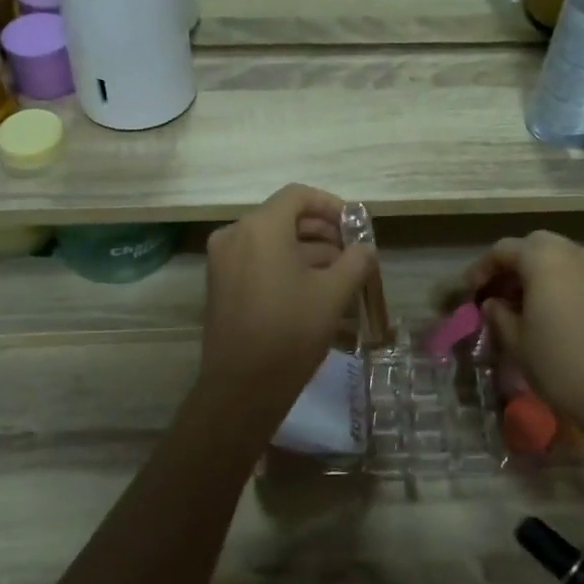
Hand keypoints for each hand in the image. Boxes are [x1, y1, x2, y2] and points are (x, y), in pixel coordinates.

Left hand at [198, 185, 374, 422]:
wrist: (242, 387)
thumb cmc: (291, 332)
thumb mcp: (334, 294)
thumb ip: (356, 261)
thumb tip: (364, 249)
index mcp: (260, 228)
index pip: (299, 196)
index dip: (331, 205)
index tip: (355, 227)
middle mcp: (235, 235)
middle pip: (284, 217)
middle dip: (322, 232)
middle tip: (352, 254)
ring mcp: (222, 260)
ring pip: (271, 241)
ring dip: (306, 251)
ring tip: (339, 276)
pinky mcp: (220, 284)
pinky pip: (257, 260)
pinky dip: (284, 266)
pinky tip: (312, 290)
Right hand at [463, 231, 583, 432]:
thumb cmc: (556, 362)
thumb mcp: (514, 338)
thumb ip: (498, 313)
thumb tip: (493, 303)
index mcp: (544, 260)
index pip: (504, 250)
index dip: (482, 268)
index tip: (469, 291)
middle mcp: (573, 254)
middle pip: (534, 245)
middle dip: (511, 263)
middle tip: (494, 290)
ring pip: (558, 256)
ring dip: (535, 270)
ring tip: (518, 300)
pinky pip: (576, 271)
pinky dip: (556, 279)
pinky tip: (545, 307)